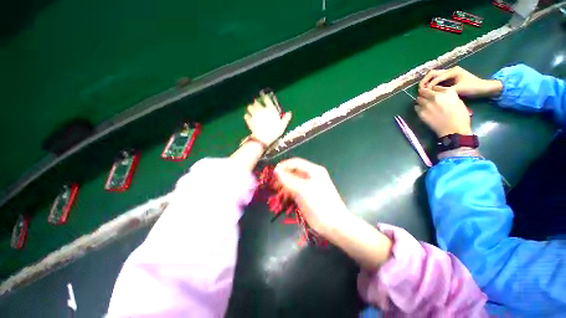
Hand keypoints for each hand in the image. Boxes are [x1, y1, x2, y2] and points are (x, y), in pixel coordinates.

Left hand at [245, 92, 291, 145]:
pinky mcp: (249, 121)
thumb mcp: (283, 125)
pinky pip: (246, 116)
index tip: (264, 96)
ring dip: (251, 108)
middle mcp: (261, 109)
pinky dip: (247, 116)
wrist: (263, 138)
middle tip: (258, 104)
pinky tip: (248, 117)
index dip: (265, 97)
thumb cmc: (275, 131)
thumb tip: (290, 113)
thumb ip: (286, 118)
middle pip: (257, 102)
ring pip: (250, 107)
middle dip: (257, 102)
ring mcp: (254, 115)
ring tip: (252, 110)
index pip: (266, 99)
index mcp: (270, 109)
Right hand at [274, 158, 349, 235]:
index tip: (273, 172)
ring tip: (276, 191)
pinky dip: (287, 192)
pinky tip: (282, 197)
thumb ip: (289, 180)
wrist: (333, 224)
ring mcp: (308, 186)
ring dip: (284, 185)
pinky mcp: (305, 195)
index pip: (295, 162)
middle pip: (293, 171)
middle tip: (273, 183)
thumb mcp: (303, 190)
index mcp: (313, 170)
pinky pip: (293, 190)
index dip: (283, 165)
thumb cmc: (320, 204)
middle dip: (282, 176)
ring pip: (292, 181)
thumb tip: (276, 171)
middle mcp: (310, 176)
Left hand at [416, 86, 471, 136]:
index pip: (435, 87)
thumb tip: (441, 95)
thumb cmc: (460, 116)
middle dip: (424, 93)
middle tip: (425, 96)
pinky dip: (418, 107)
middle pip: (424, 91)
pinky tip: (422, 110)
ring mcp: (426, 104)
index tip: (433, 93)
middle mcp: (435, 96)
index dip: (433, 90)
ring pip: (418, 98)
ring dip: (420, 100)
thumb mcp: (458, 101)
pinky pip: (416, 107)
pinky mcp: (421, 112)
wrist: (453, 129)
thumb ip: (448, 96)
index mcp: (447, 92)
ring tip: (423, 103)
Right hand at [419, 66, 502, 97]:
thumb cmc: (473, 88)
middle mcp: (450, 71)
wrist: (485, 89)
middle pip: (432, 74)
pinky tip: (429, 91)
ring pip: (433, 77)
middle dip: (424, 82)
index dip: (428, 85)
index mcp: (452, 71)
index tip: (423, 93)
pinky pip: (437, 81)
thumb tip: (431, 93)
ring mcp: (450, 74)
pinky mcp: (450, 79)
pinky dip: (431, 85)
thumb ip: (444, 90)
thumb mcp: (458, 90)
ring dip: (427, 83)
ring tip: (422, 91)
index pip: (436, 77)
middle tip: (419, 90)